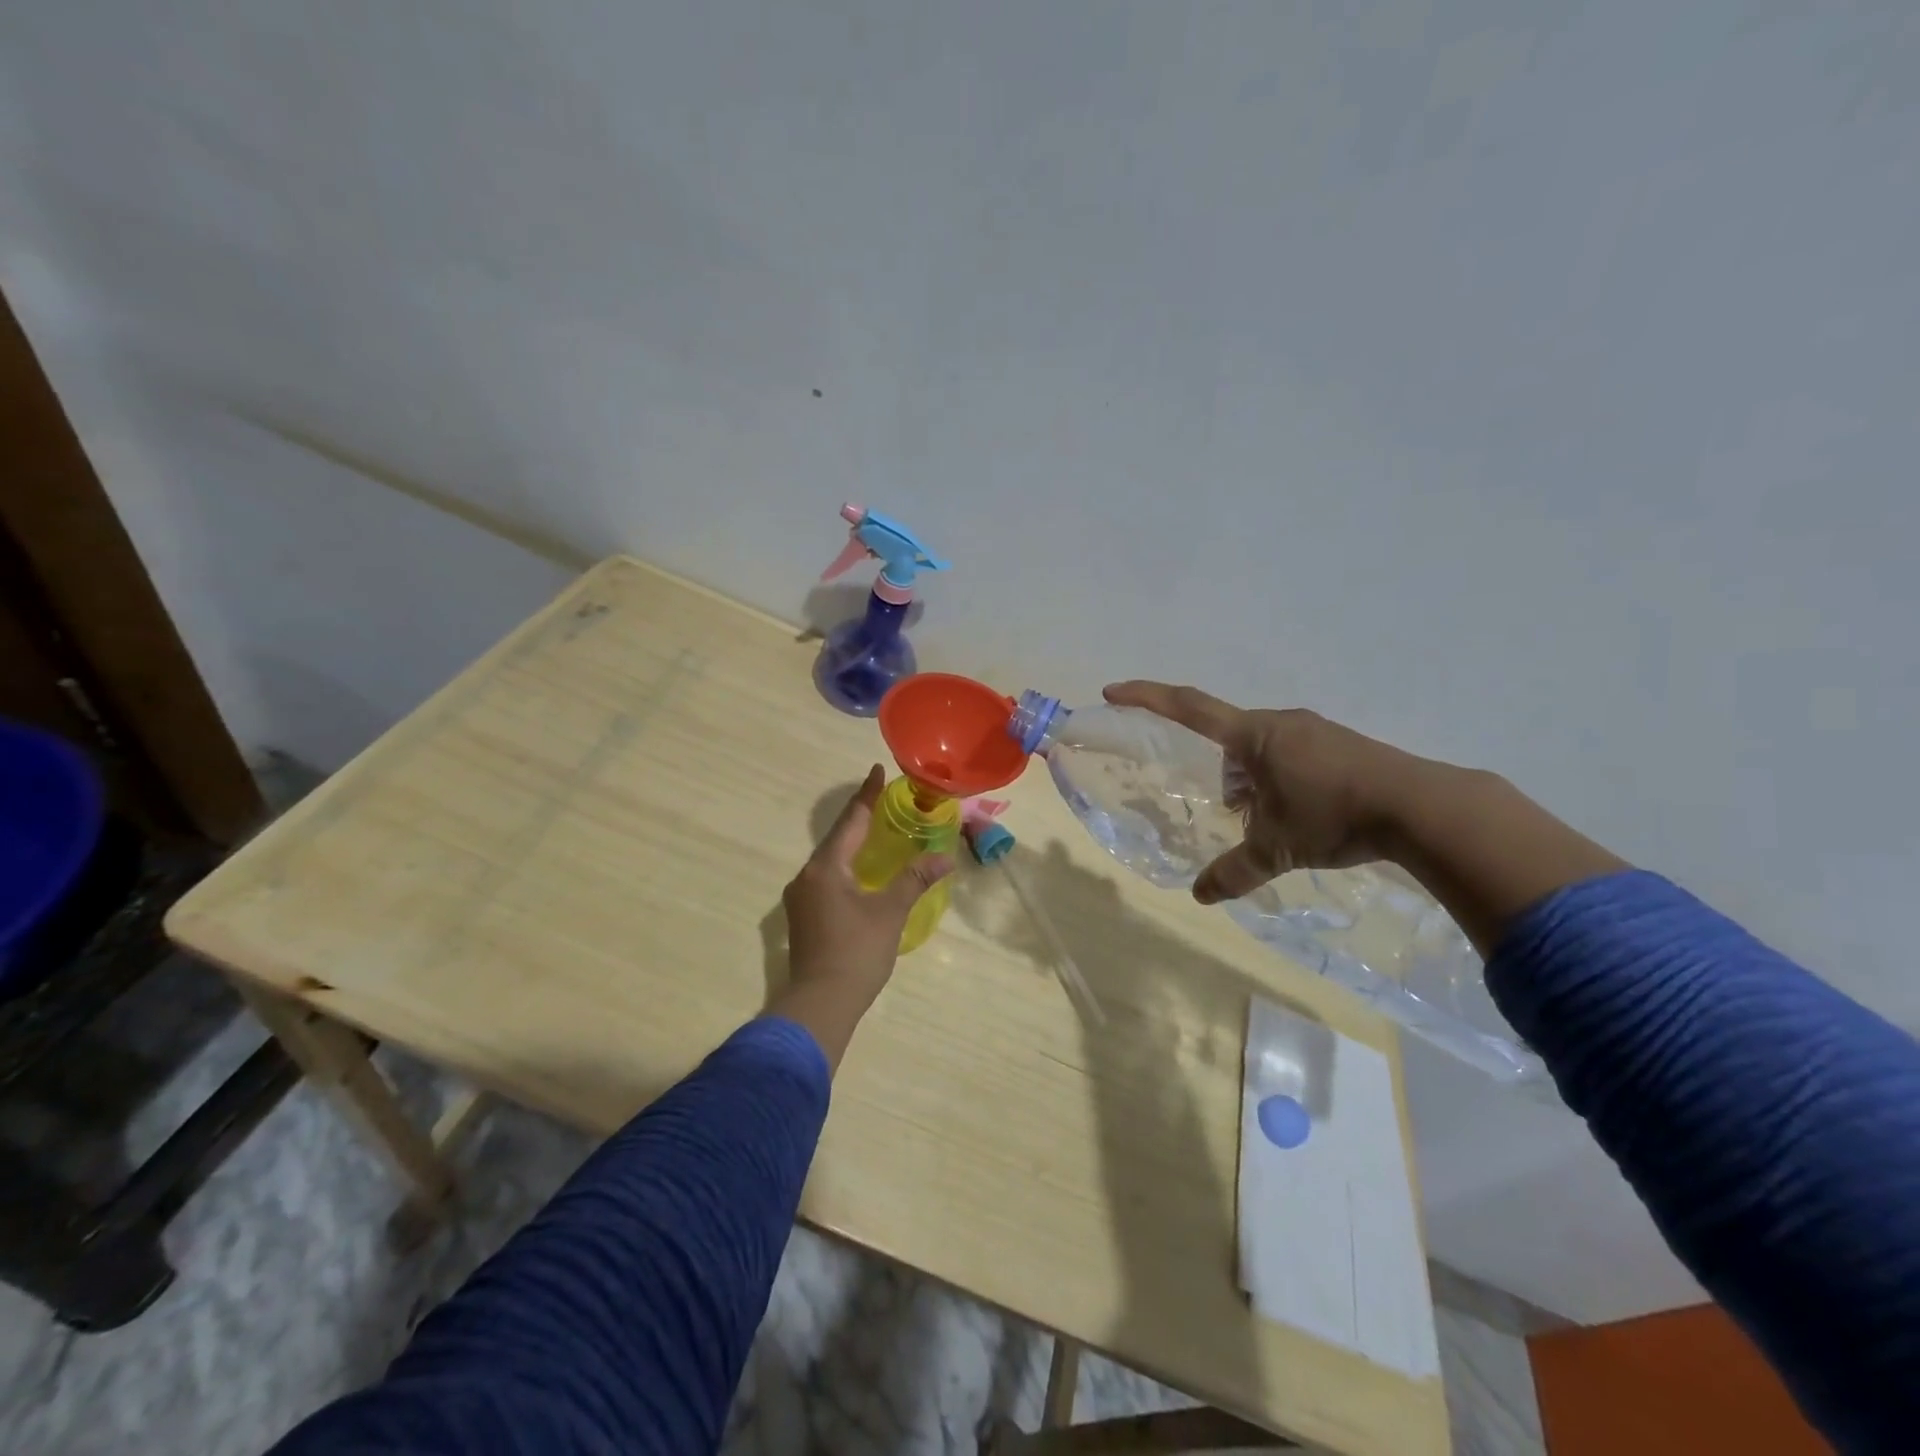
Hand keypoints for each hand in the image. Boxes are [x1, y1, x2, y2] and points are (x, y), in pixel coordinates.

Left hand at [781, 766, 953, 1007]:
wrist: (820, 1004)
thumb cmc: (857, 952)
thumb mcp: (890, 912)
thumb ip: (914, 880)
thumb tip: (944, 858)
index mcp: (826, 868)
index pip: (852, 821)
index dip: (868, 795)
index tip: (878, 770)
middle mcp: (807, 876)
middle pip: (837, 837)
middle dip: (860, 817)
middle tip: (883, 798)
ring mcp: (801, 897)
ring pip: (830, 859)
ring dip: (852, 843)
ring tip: (876, 830)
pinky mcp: (803, 916)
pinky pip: (827, 877)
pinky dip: (846, 866)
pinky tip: (860, 871)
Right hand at [1102, 681, 1421, 904]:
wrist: (1423, 807)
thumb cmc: (1334, 816)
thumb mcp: (1277, 849)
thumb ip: (1235, 871)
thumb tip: (1200, 897)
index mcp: (1254, 735)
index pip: (1188, 707)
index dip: (1147, 697)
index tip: (1113, 691)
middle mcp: (1280, 723)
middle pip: (1229, 739)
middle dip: (1220, 773)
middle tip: (1229, 810)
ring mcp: (1314, 730)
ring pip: (1262, 749)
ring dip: (1251, 780)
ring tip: (1267, 821)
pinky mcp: (1340, 743)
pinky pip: (1291, 754)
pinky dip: (1279, 779)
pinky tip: (1300, 813)